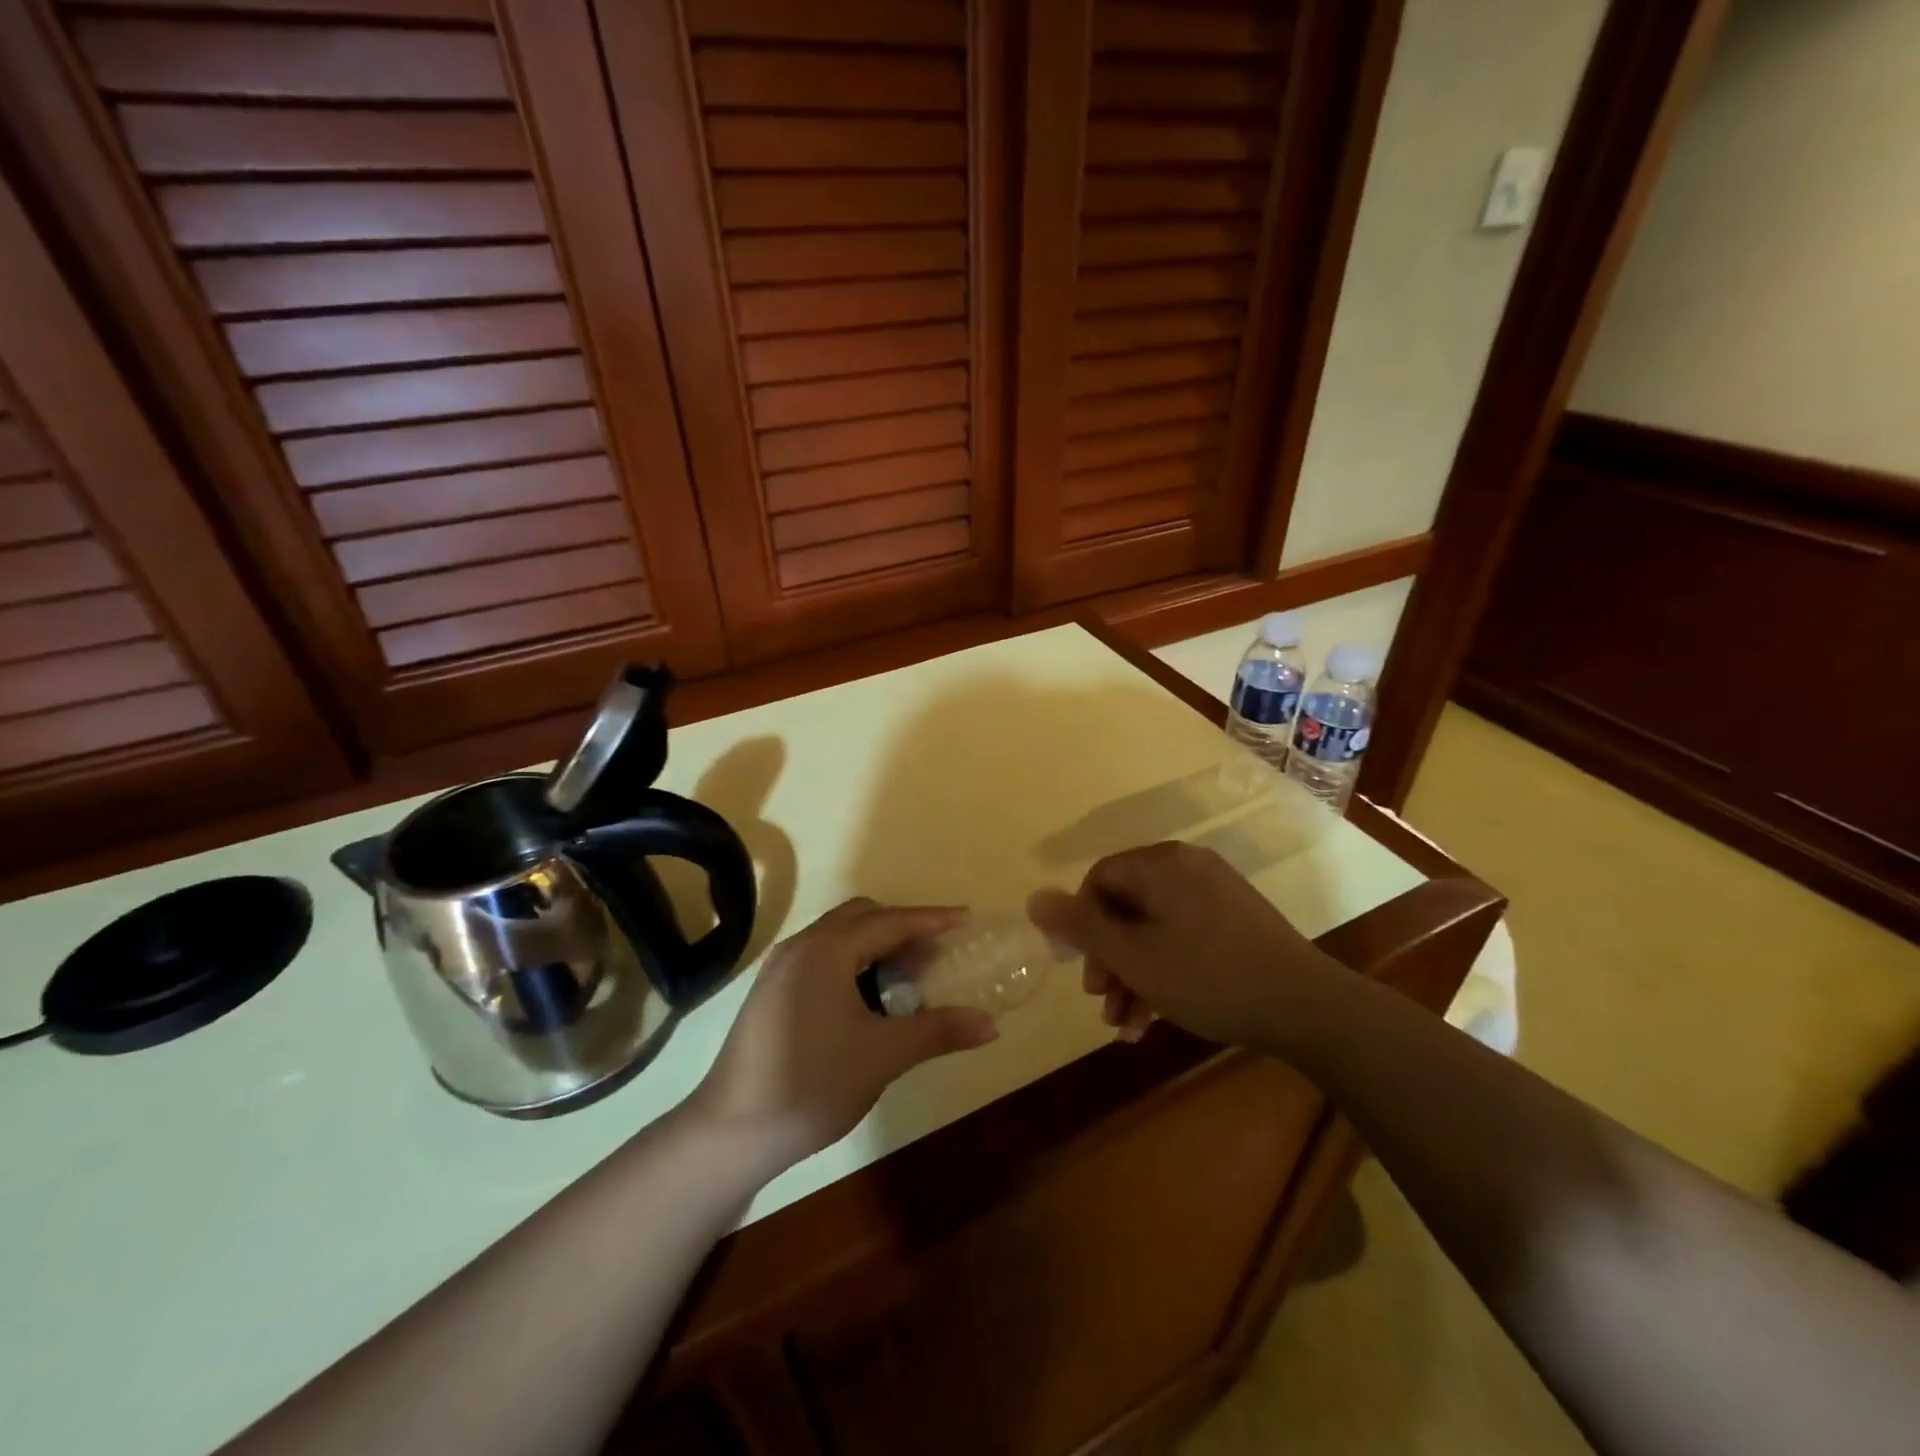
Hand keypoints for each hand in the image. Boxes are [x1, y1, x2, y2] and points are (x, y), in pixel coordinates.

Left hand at [690, 898, 998, 1170]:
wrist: (732, 1132)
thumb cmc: (813, 1084)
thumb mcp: (883, 1056)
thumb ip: (938, 1031)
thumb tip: (991, 1025)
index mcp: (827, 950)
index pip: (891, 921)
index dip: (931, 920)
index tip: (966, 919)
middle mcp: (801, 946)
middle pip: (862, 917)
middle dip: (903, 927)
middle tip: (936, 954)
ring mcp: (780, 968)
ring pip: (838, 936)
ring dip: (876, 945)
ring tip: (908, 977)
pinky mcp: (770, 991)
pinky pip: (821, 956)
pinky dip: (852, 961)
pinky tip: (867, 999)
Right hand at [1027, 841, 1340, 1049]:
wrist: (1307, 1008)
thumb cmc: (1208, 977)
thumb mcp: (1134, 957)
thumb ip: (1081, 927)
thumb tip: (1033, 897)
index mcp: (1161, 864)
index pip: (1099, 880)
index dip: (1080, 924)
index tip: (1079, 968)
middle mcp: (1187, 868)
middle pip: (1126, 907)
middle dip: (1108, 959)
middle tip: (1103, 1001)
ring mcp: (1216, 894)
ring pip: (1154, 929)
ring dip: (1134, 975)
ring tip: (1126, 1025)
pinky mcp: (1236, 922)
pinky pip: (1183, 937)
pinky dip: (1164, 972)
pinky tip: (1158, 1018)